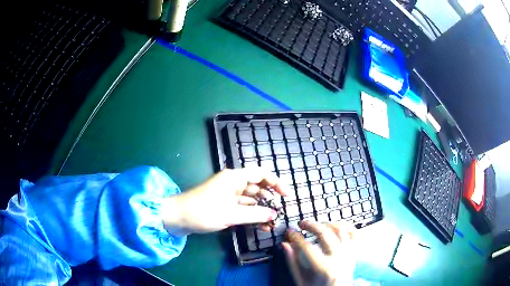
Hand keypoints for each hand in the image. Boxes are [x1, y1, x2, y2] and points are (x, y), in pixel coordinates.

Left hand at [162, 168, 286, 235]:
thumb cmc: (204, 211)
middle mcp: (232, 183)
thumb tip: (274, 215)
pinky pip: (242, 208)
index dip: (276, 183)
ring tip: (271, 223)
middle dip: (269, 200)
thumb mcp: (231, 214)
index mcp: (234, 177)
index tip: (286, 196)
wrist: (178, 217)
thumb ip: (255, 215)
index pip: (261, 174)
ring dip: (261, 210)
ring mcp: (227, 195)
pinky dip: (251, 215)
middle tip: (280, 213)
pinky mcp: (223, 205)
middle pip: (257, 187)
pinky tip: (260, 225)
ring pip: (250, 200)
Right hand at [282, 221, 355, 285]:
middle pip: (324, 233)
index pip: (306, 246)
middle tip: (301, 224)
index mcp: (323, 267)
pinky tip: (335, 227)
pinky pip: (353, 233)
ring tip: (317, 226)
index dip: (295, 237)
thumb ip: (293, 262)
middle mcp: (338, 258)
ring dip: (327, 224)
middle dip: (310, 225)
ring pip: (340, 229)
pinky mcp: (353, 252)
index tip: (290, 233)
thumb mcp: (301, 280)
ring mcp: (347, 253)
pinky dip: (344, 227)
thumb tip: (286, 245)